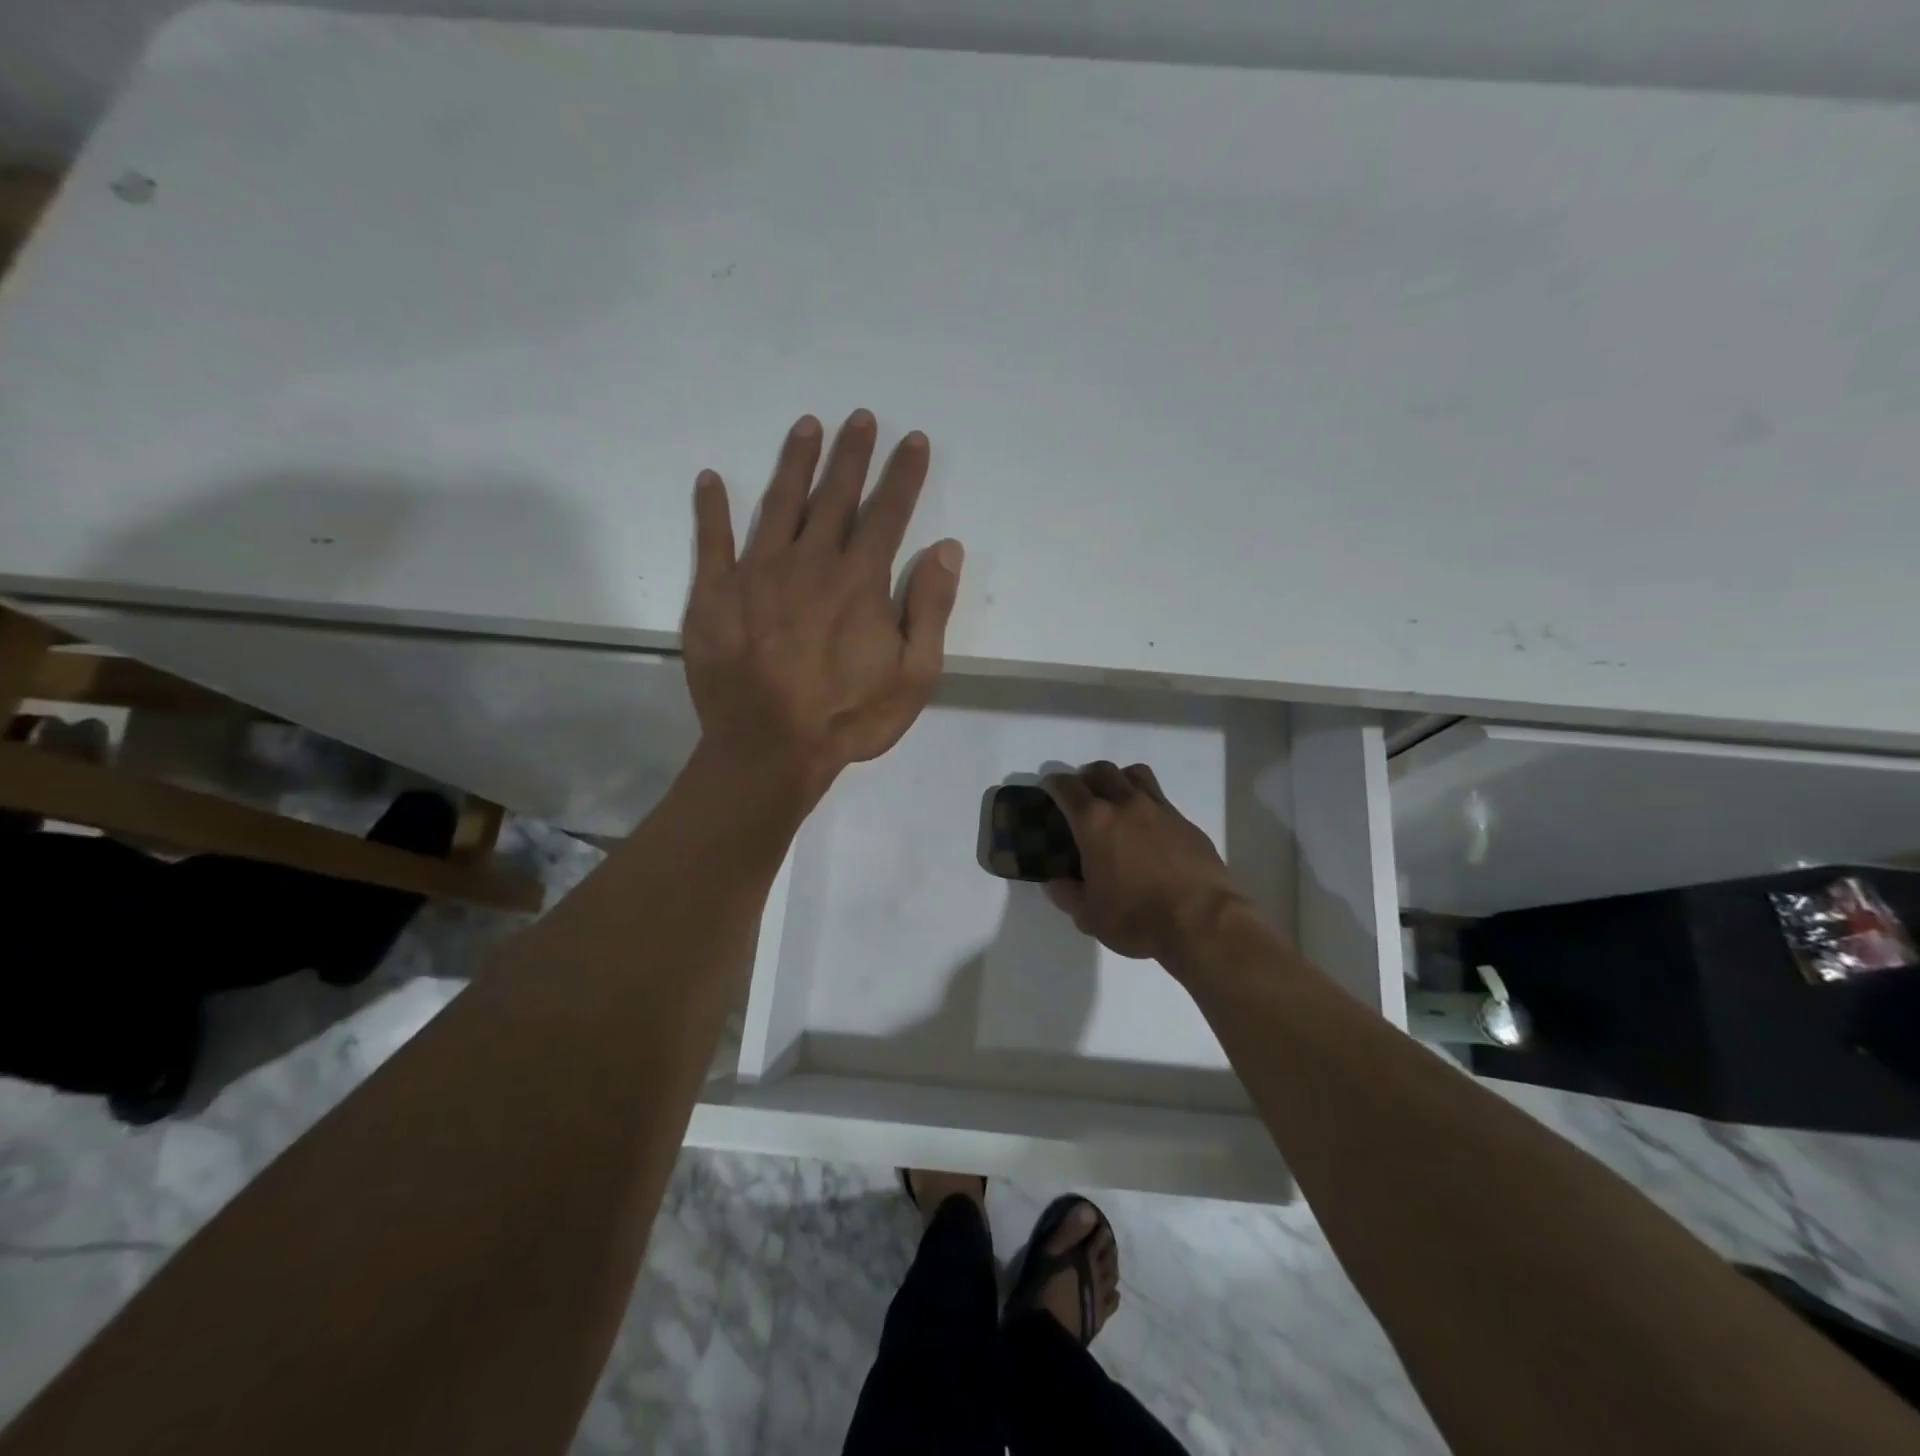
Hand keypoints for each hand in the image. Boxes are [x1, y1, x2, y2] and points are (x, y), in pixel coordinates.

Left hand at [682, 410, 963, 802]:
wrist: (769, 749)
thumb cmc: (848, 717)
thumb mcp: (913, 676)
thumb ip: (930, 609)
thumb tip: (945, 550)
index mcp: (859, 581)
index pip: (887, 513)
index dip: (903, 474)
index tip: (913, 440)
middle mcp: (809, 562)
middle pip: (834, 496)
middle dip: (851, 454)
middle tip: (860, 418)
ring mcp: (756, 574)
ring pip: (779, 504)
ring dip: (795, 462)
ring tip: (807, 426)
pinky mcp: (715, 595)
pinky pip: (712, 541)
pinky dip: (712, 509)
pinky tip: (712, 479)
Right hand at [1042, 762, 1247, 965]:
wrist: (1203, 922)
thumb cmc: (1137, 918)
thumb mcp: (1089, 916)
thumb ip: (1067, 894)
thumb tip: (1056, 882)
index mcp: (1094, 822)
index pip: (1066, 786)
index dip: (1053, 785)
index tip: (1049, 792)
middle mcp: (1126, 804)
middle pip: (1101, 770)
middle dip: (1086, 778)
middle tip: (1082, 799)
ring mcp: (1160, 809)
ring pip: (1135, 775)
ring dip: (1120, 780)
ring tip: (1117, 803)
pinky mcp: (1186, 822)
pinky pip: (1161, 800)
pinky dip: (1148, 806)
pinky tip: (1149, 833)